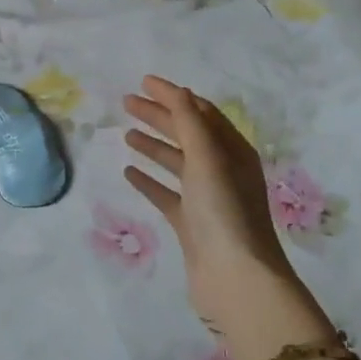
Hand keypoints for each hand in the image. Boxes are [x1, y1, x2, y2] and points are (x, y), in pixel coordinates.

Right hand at [122, 75, 330, 350]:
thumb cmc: (224, 212)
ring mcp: (206, 199)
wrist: (234, 277)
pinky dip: (149, 181)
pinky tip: (129, 172)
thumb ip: (190, 123)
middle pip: (187, 134)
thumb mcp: (208, 159)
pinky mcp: (190, 224)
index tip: (144, 82)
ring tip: (126, 133)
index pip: (201, 113)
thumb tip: (177, 91)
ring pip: (176, 163)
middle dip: (159, 116)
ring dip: (153, 146)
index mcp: (233, 151)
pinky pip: (166, 194)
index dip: (174, 96)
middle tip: (126, 103)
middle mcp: (222, 171)